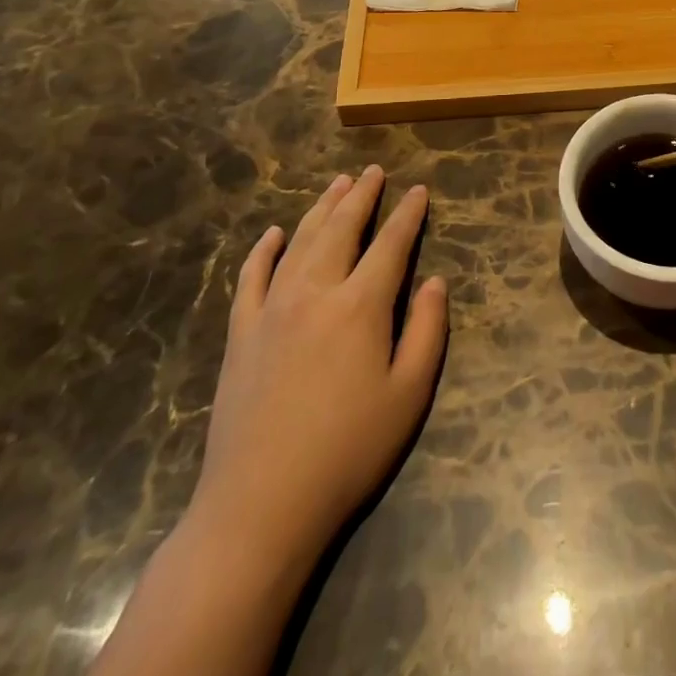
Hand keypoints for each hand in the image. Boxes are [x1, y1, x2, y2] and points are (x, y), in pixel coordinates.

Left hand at [187, 167, 448, 571]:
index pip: (390, 244)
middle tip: (373, 171)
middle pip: (341, 229)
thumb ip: (426, 331)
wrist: (261, 504)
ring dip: (320, 209)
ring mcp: (272, 309)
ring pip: (299, 242)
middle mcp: (315, 292)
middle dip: (361, 196)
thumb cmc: (348, 451)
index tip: (418, 190)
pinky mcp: (241, 333)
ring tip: (337, 185)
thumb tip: (434, 282)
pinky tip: (273, 233)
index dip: (407, 215)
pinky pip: (251, 277)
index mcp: (361, 306)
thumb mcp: (408, 395)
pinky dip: (263, 250)